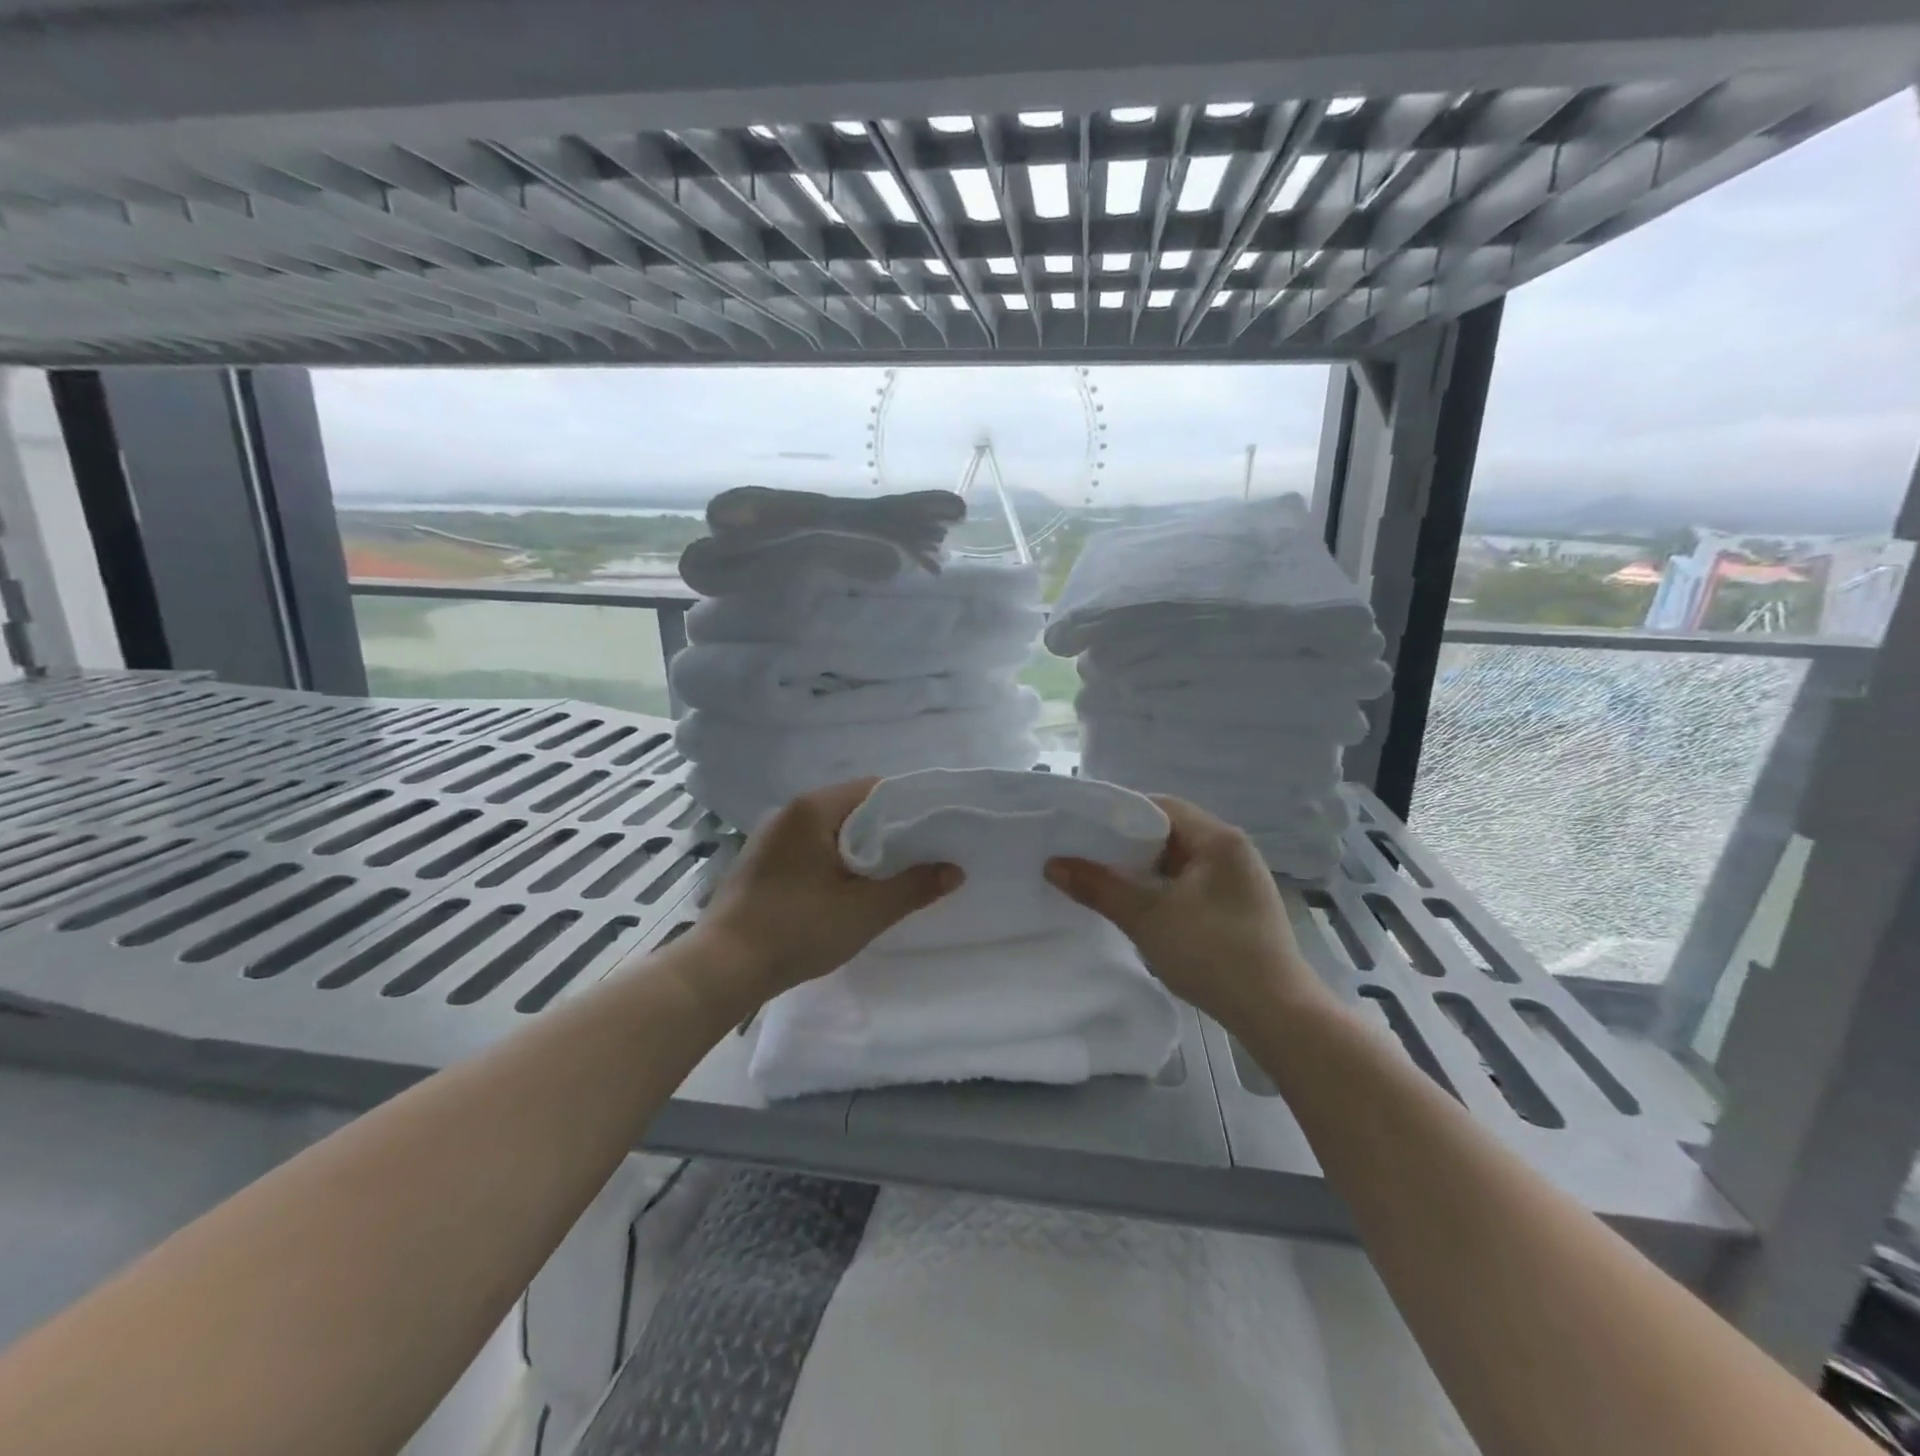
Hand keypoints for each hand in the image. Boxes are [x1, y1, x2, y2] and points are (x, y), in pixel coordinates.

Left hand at [697, 778, 961, 1007]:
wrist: (722, 968)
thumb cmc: (797, 928)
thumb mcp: (865, 911)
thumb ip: (914, 887)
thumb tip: (954, 870)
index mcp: (813, 808)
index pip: (874, 789)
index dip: (909, 808)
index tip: (934, 832)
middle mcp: (789, 812)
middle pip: (853, 808)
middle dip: (887, 832)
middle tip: (919, 858)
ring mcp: (771, 837)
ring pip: (831, 831)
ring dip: (860, 849)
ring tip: (889, 876)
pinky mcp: (762, 862)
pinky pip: (810, 849)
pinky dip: (835, 861)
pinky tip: (847, 890)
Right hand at [1046, 796, 1326, 1033]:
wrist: (1277, 1014)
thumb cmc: (1212, 953)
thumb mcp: (1146, 917)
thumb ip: (1098, 886)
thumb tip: (1053, 864)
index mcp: (1219, 839)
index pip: (1162, 806)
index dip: (1120, 813)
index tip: (1084, 827)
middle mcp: (1234, 851)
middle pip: (1172, 832)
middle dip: (1129, 844)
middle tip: (1087, 855)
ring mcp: (1241, 881)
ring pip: (1182, 861)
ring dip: (1147, 870)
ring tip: (1106, 880)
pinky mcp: (1241, 908)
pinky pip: (1194, 884)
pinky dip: (1165, 889)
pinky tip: (1141, 906)